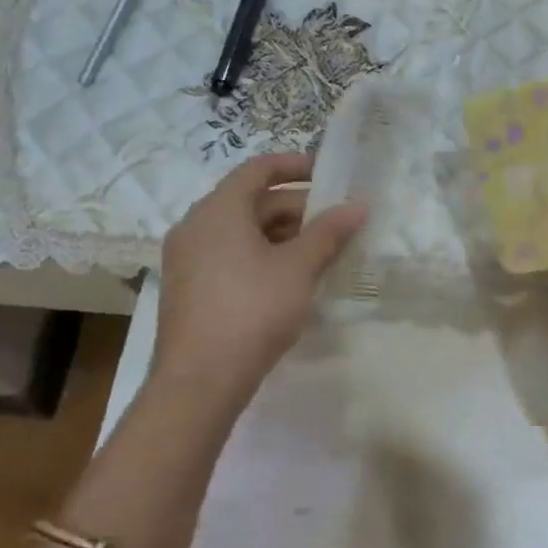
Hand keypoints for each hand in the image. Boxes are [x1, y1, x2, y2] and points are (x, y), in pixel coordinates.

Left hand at [153, 153, 365, 409]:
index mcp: (219, 210)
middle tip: (335, 221)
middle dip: (296, 207)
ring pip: (241, 231)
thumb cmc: (252, 310)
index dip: (295, 165)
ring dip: (282, 234)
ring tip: (320, 251)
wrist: (199, 382)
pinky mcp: (188, 288)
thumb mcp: (299, 268)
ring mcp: (187, 259)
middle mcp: (196, 226)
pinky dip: (261, 255)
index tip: (327, 173)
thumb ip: (330, 232)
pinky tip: (290, 279)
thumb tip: (360, 204)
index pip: (258, 168)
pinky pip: (229, 255)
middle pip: (251, 201)